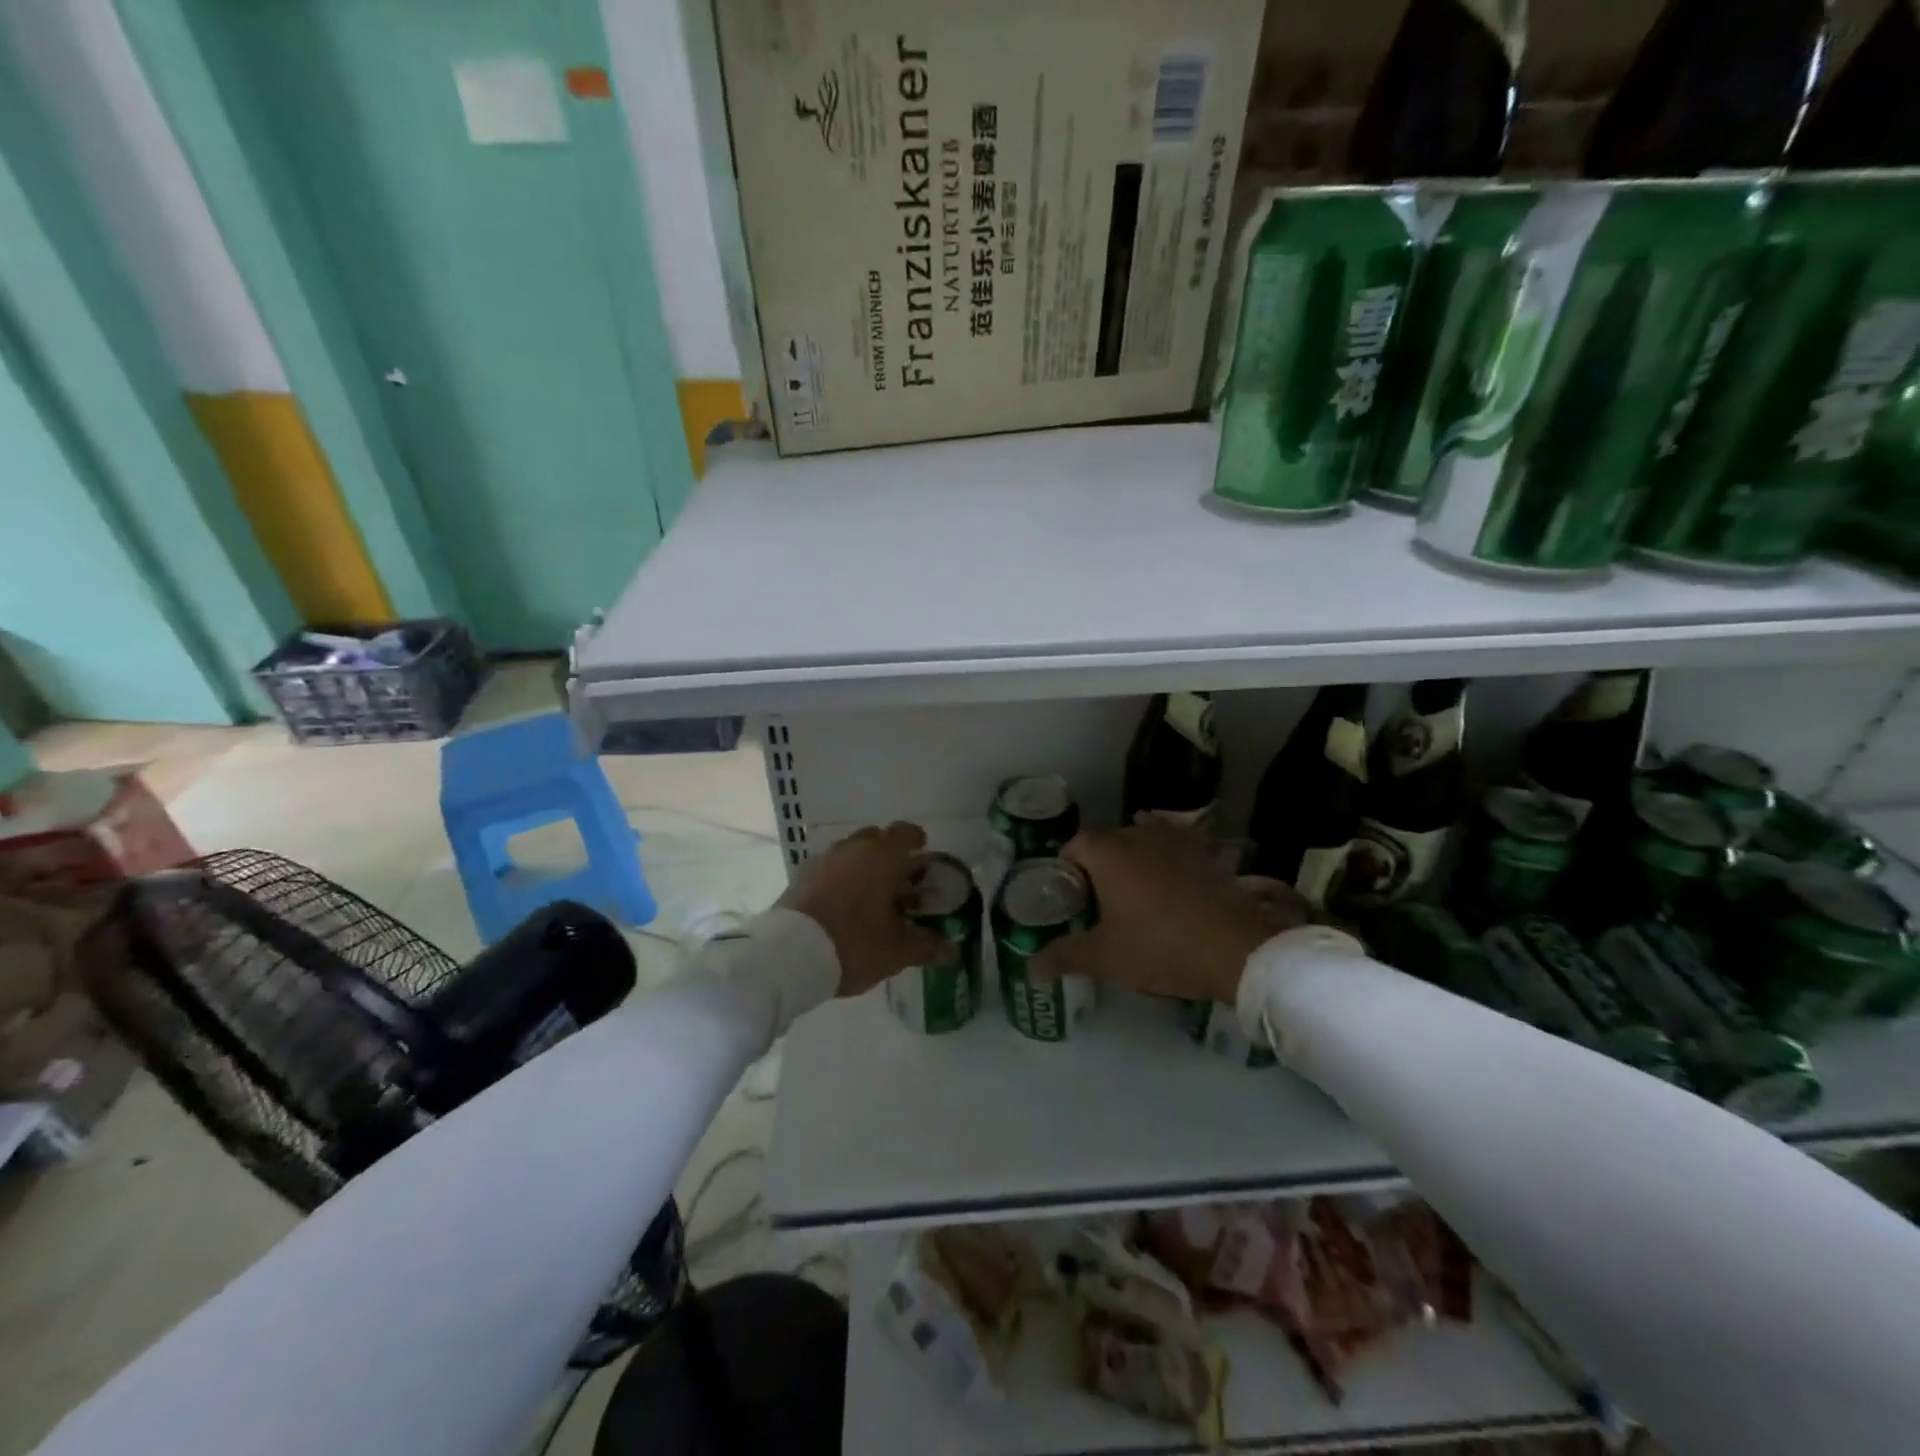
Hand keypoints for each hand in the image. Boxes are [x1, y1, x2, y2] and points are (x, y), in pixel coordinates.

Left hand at [780, 822, 950, 997]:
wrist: (788, 956)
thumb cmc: (853, 944)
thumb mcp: (896, 951)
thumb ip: (926, 946)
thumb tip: (952, 951)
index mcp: (881, 857)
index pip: (904, 832)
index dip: (916, 839)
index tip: (922, 851)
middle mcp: (852, 849)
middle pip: (875, 839)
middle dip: (889, 854)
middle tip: (899, 881)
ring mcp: (822, 860)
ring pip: (850, 852)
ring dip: (863, 866)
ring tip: (871, 896)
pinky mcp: (800, 877)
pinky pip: (829, 868)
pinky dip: (841, 878)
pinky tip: (844, 905)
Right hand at [1034, 823, 1303, 1004]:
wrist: (1237, 949)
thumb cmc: (1160, 946)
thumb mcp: (1106, 957)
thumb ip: (1065, 956)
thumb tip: (1031, 967)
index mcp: (1108, 852)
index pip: (1074, 844)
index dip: (1066, 868)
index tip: (1068, 898)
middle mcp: (1139, 835)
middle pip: (1106, 841)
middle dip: (1097, 866)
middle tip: (1097, 903)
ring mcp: (1176, 841)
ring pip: (1141, 842)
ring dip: (1132, 862)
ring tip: (1133, 897)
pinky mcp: (1204, 853)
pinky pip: (1173, 849)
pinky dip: (1164, 863)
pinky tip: (1168, 890)